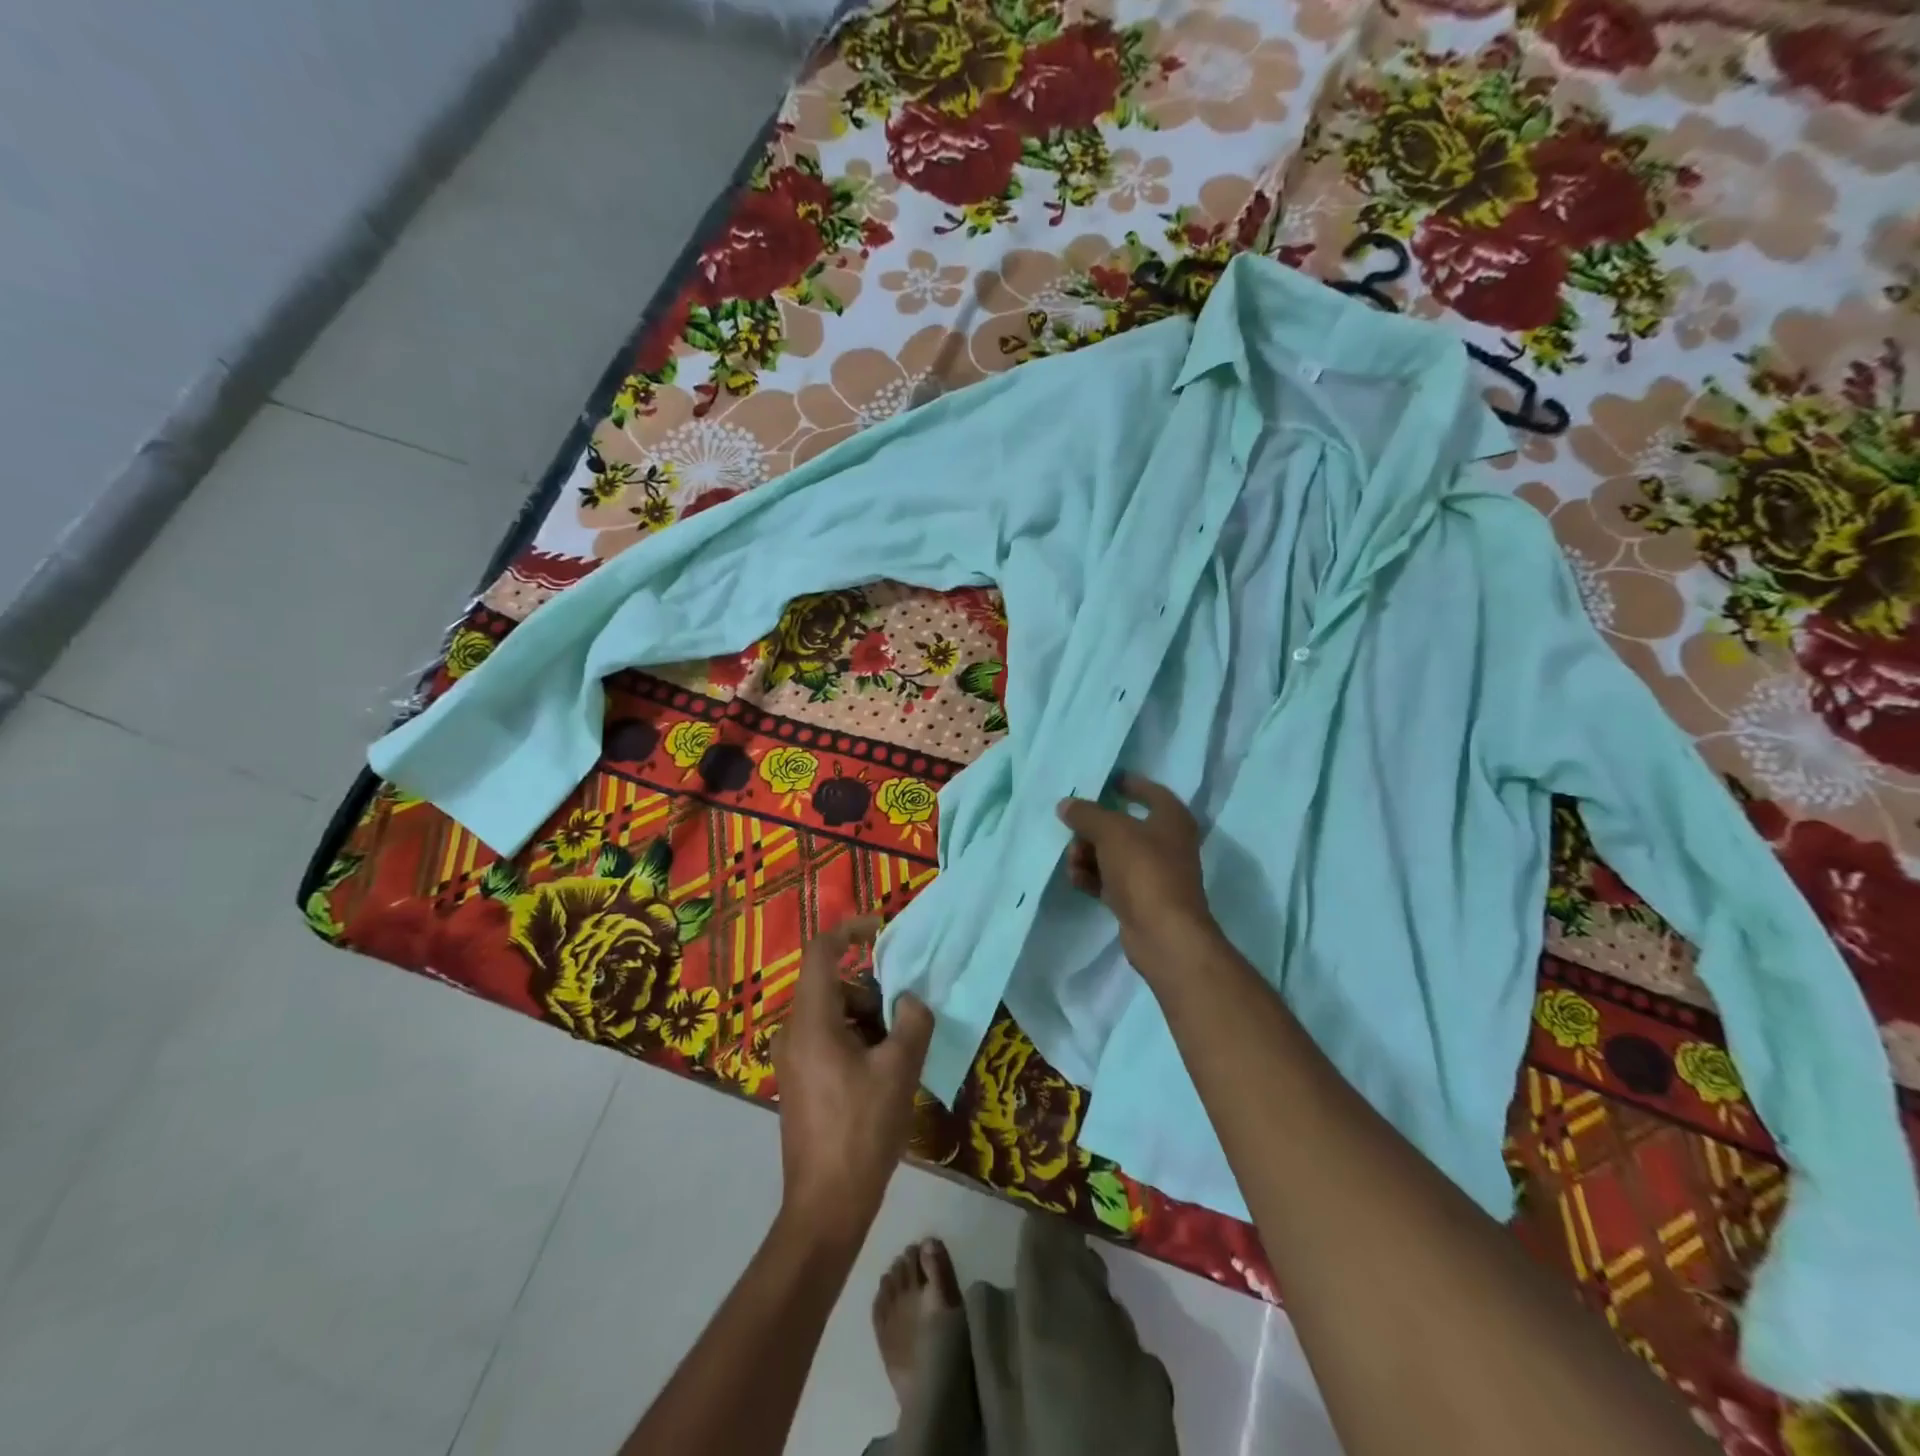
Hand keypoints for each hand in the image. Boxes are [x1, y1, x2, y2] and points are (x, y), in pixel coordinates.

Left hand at [772, 915, 933, 1241]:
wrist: (826, 1207)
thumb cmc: (862, 1131)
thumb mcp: (899, 1070)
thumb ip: (912, 1021)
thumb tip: (912, 999)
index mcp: (811, 1022)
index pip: (821, 952)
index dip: (850, 930)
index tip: (881, 930)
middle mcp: (793, 1033)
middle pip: (834, 987)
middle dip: (872, 993)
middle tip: (904, 1021)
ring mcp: (792, 1060)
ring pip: (834, 1015)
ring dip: (868, 1021)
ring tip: (897, 1057)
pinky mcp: (799, 1082)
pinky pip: (828, 1040)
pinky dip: (856, 1042)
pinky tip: (881, 1077)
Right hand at [1057, 773, 1218, 984]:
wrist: (1163, 934)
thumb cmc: (1144, 870)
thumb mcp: (1111, 832)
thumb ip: (1086, 814)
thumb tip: (1066, 805)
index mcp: (1172, 819)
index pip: (1151, 792)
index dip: (1129, 784)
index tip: (1104, 781)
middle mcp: (1167, 844)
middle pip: (1123, 825)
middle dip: (1093, 827)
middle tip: (1072, 830)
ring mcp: (1153, 874)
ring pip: (1113, 854)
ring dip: (1088, 854)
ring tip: (1073, 861)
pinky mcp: (1139, 900)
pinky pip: (1109, 880)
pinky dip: (1092, 877)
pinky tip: (1075, 879)